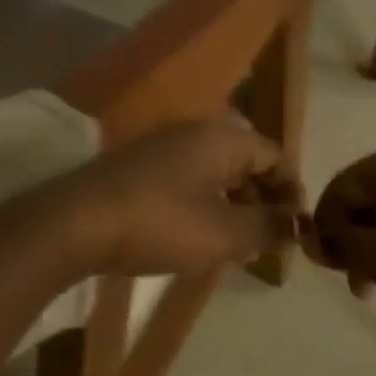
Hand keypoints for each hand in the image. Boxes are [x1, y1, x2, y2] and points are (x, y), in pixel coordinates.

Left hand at [46, 121, 302, 277]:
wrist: (75, 223)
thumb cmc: (160, 224)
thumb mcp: (224, 233)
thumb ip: (268, 227)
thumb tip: (300, 223)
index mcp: (223, 138)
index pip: (275, 155)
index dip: (292, 191)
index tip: (296, 229)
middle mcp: (196, 132)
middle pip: (247, 160)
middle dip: (264, 199)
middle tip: (269, 239)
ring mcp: (163, 147)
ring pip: (216, 171)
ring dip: (235, 203)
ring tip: (238, 242)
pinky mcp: (139, 166)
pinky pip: (189, 178)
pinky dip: (205, 203)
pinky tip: (198, 234)